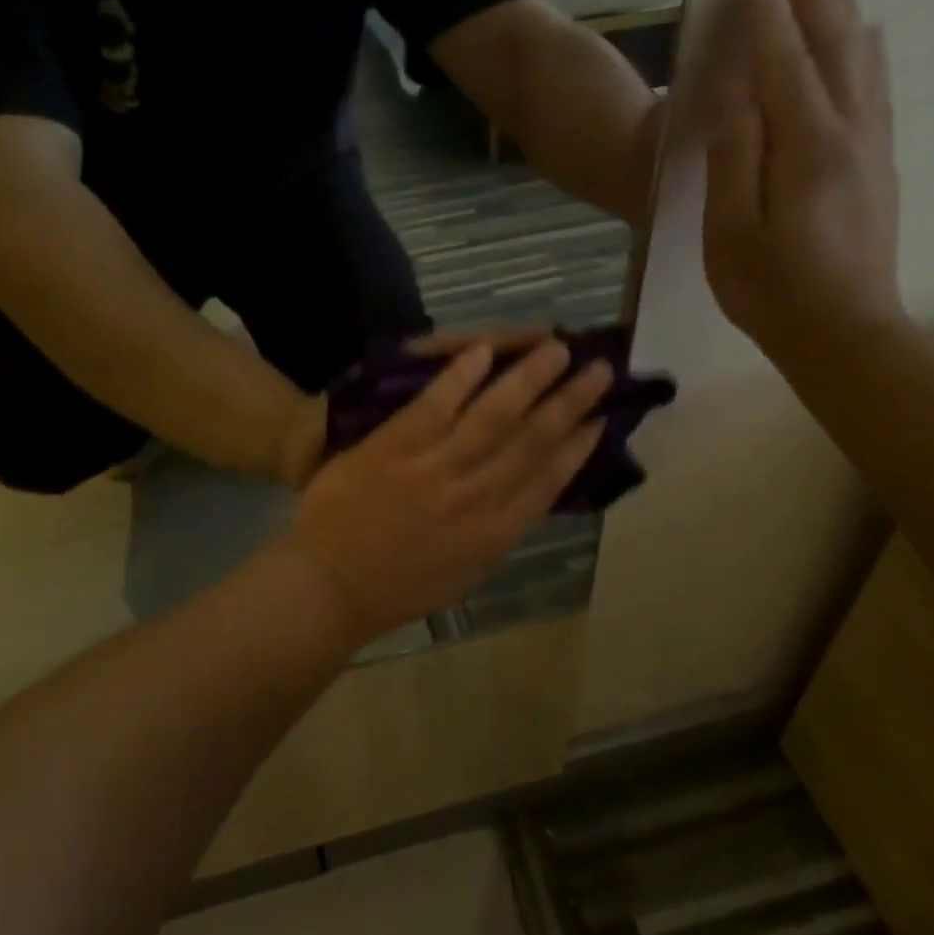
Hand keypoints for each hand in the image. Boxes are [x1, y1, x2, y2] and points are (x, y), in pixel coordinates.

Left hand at [285, 339, 613, 635]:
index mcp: (495, 534)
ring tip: (556, 348)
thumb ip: (500, 530)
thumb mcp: (466, 571)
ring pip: (493, 416)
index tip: (603, 418)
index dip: (580, 446)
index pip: (549, 481)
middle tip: (598, 369)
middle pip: (532, 441)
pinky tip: (483, 349)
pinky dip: (460, 376)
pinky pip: (435, 405)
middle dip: (570, 402)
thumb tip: (532, 492)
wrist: (331, 585)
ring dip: (529, 379)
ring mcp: (434, 469)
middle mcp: (475, 498)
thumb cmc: (398, 586)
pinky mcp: (394, 448)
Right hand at [699, 0, 904, 356]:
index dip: (768, 14)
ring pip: (860, 61)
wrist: (845, 335)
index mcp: (805, 147)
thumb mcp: (730, 228)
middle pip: (830, 46)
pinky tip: (866, 36)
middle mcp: (849, 133)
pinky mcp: (878, 166)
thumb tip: (738, 92)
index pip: (782, 64)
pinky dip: (868, 52)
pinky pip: (876, 91)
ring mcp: (871, 148)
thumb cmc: (770, 289)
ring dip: (844, 9)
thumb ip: (735, 156)